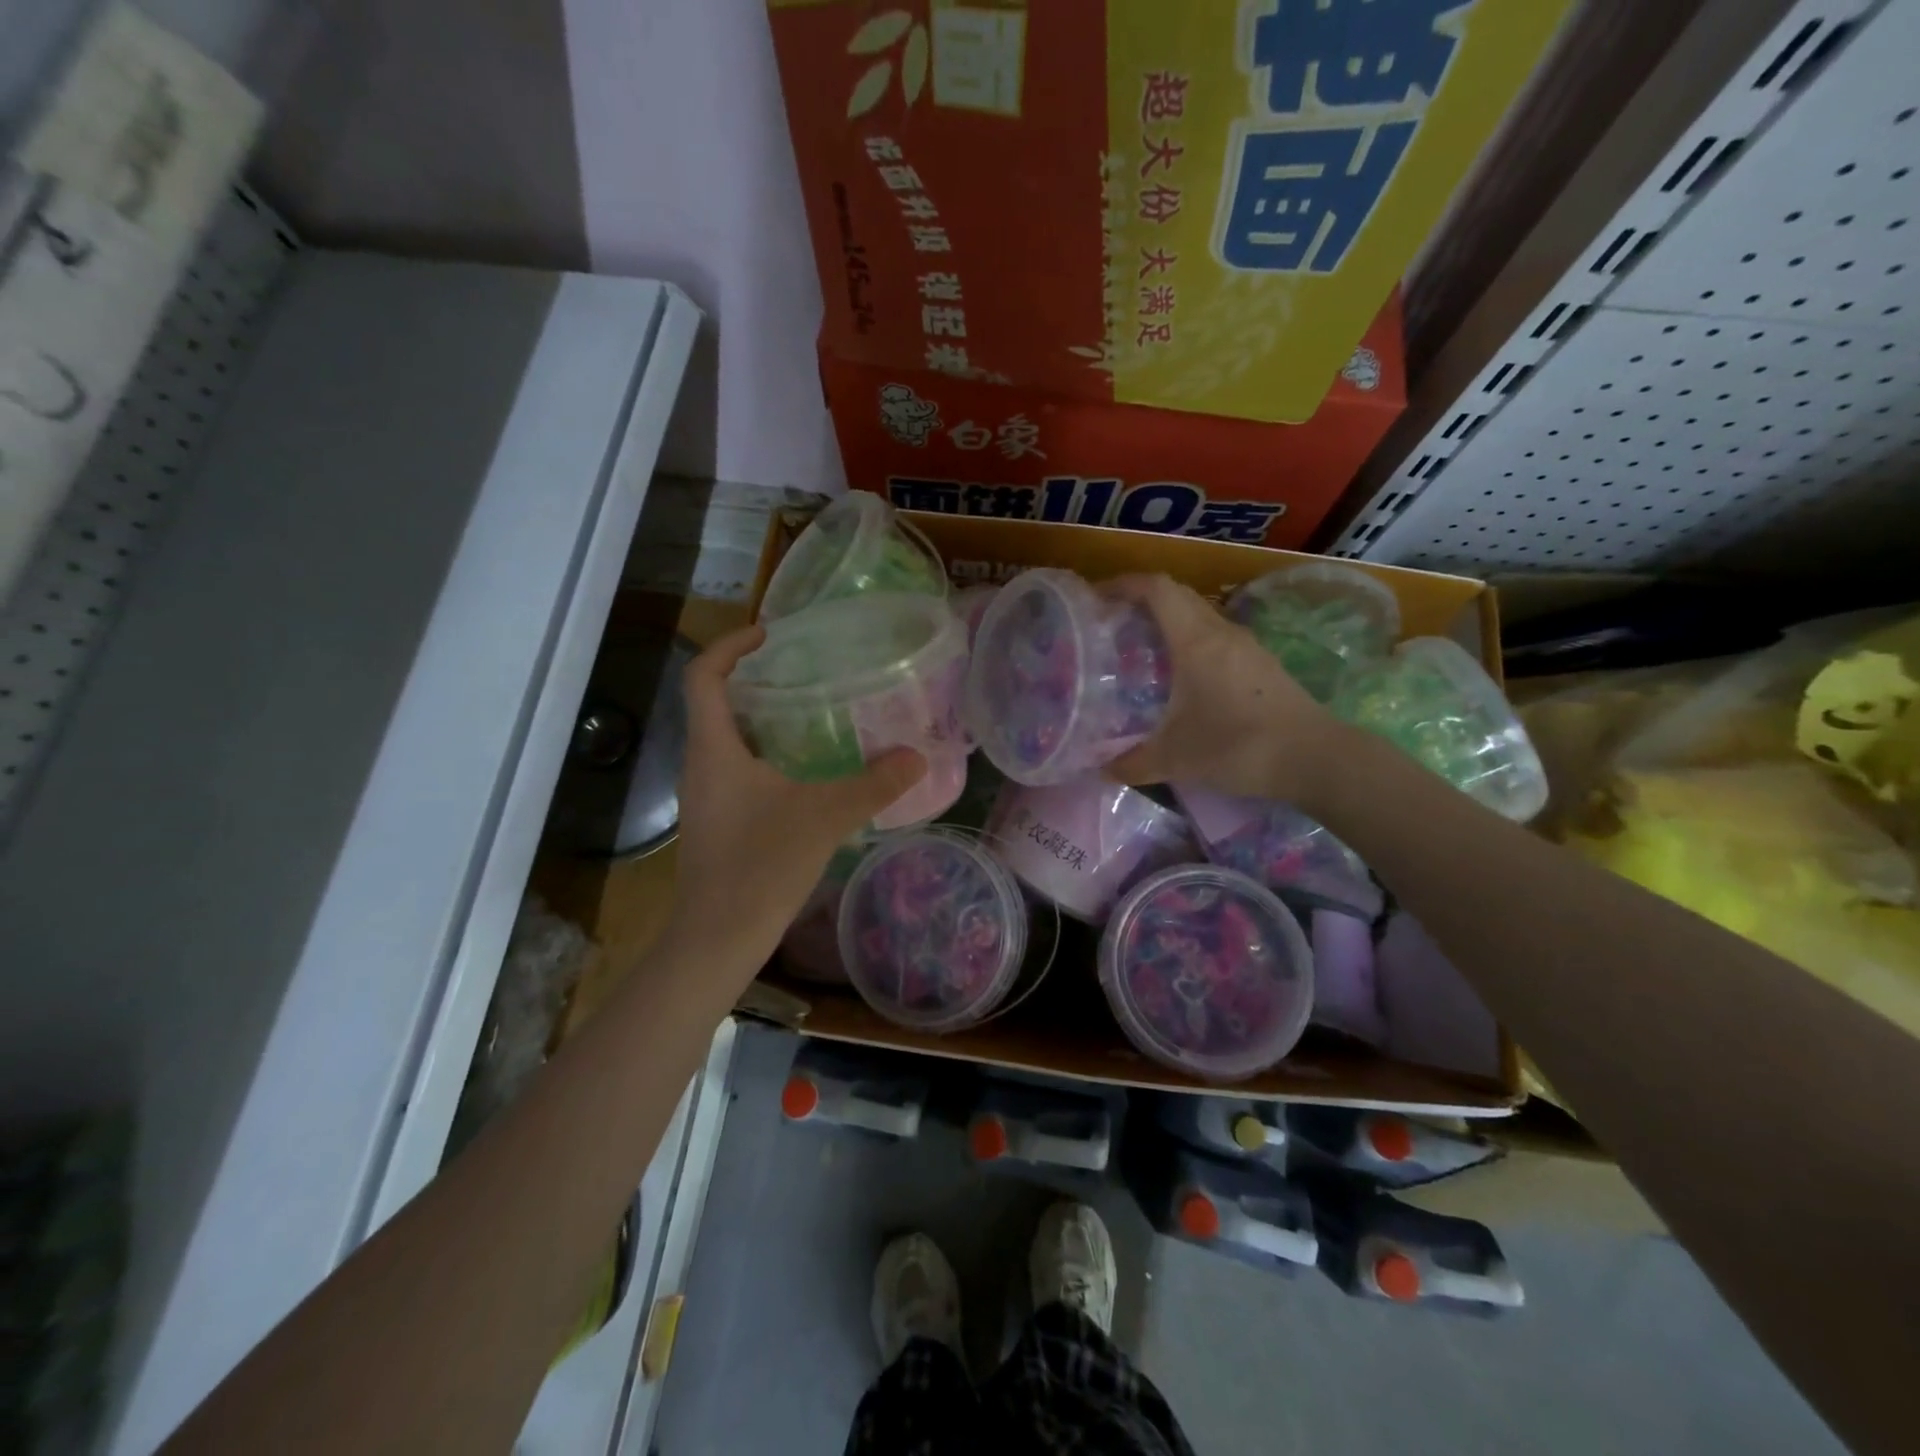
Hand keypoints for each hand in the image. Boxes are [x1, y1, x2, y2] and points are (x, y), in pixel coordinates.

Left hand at [667, 626, 925, 976]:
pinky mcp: (715, 822)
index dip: (730, 646)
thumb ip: (872, 785)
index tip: (768, 635)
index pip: (703, 676)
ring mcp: (704, 796)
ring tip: (810, 714)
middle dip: (753, 681)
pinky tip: (804, 773)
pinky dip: (764, 756)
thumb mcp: (824, 817)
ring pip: (726, 740)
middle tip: (803, 672)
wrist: (718, 938)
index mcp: (714, 749)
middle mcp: (700, 765)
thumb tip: (916, 756)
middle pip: (715, 704)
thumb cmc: (761, 866)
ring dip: (761, 721)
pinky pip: (735, 770)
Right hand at [1105, 574, 1345, 804]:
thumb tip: (1102, 770)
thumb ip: (1132, 763)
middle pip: (1177, 595)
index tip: (1096, 598)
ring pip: (1199, 615)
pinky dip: (1190, 640)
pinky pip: (1215, 636)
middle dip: (1141, 600)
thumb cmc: (1238, 747)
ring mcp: (1246, 646)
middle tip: (1112, 624)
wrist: (1314, 758)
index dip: (1124, 584)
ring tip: (1140, 648)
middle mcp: (1221, 632)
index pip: (1157, 589)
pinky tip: (1180, 675)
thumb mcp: (1175, 759)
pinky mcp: (1261, 663)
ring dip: (1168, 620)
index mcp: (1196, 641)